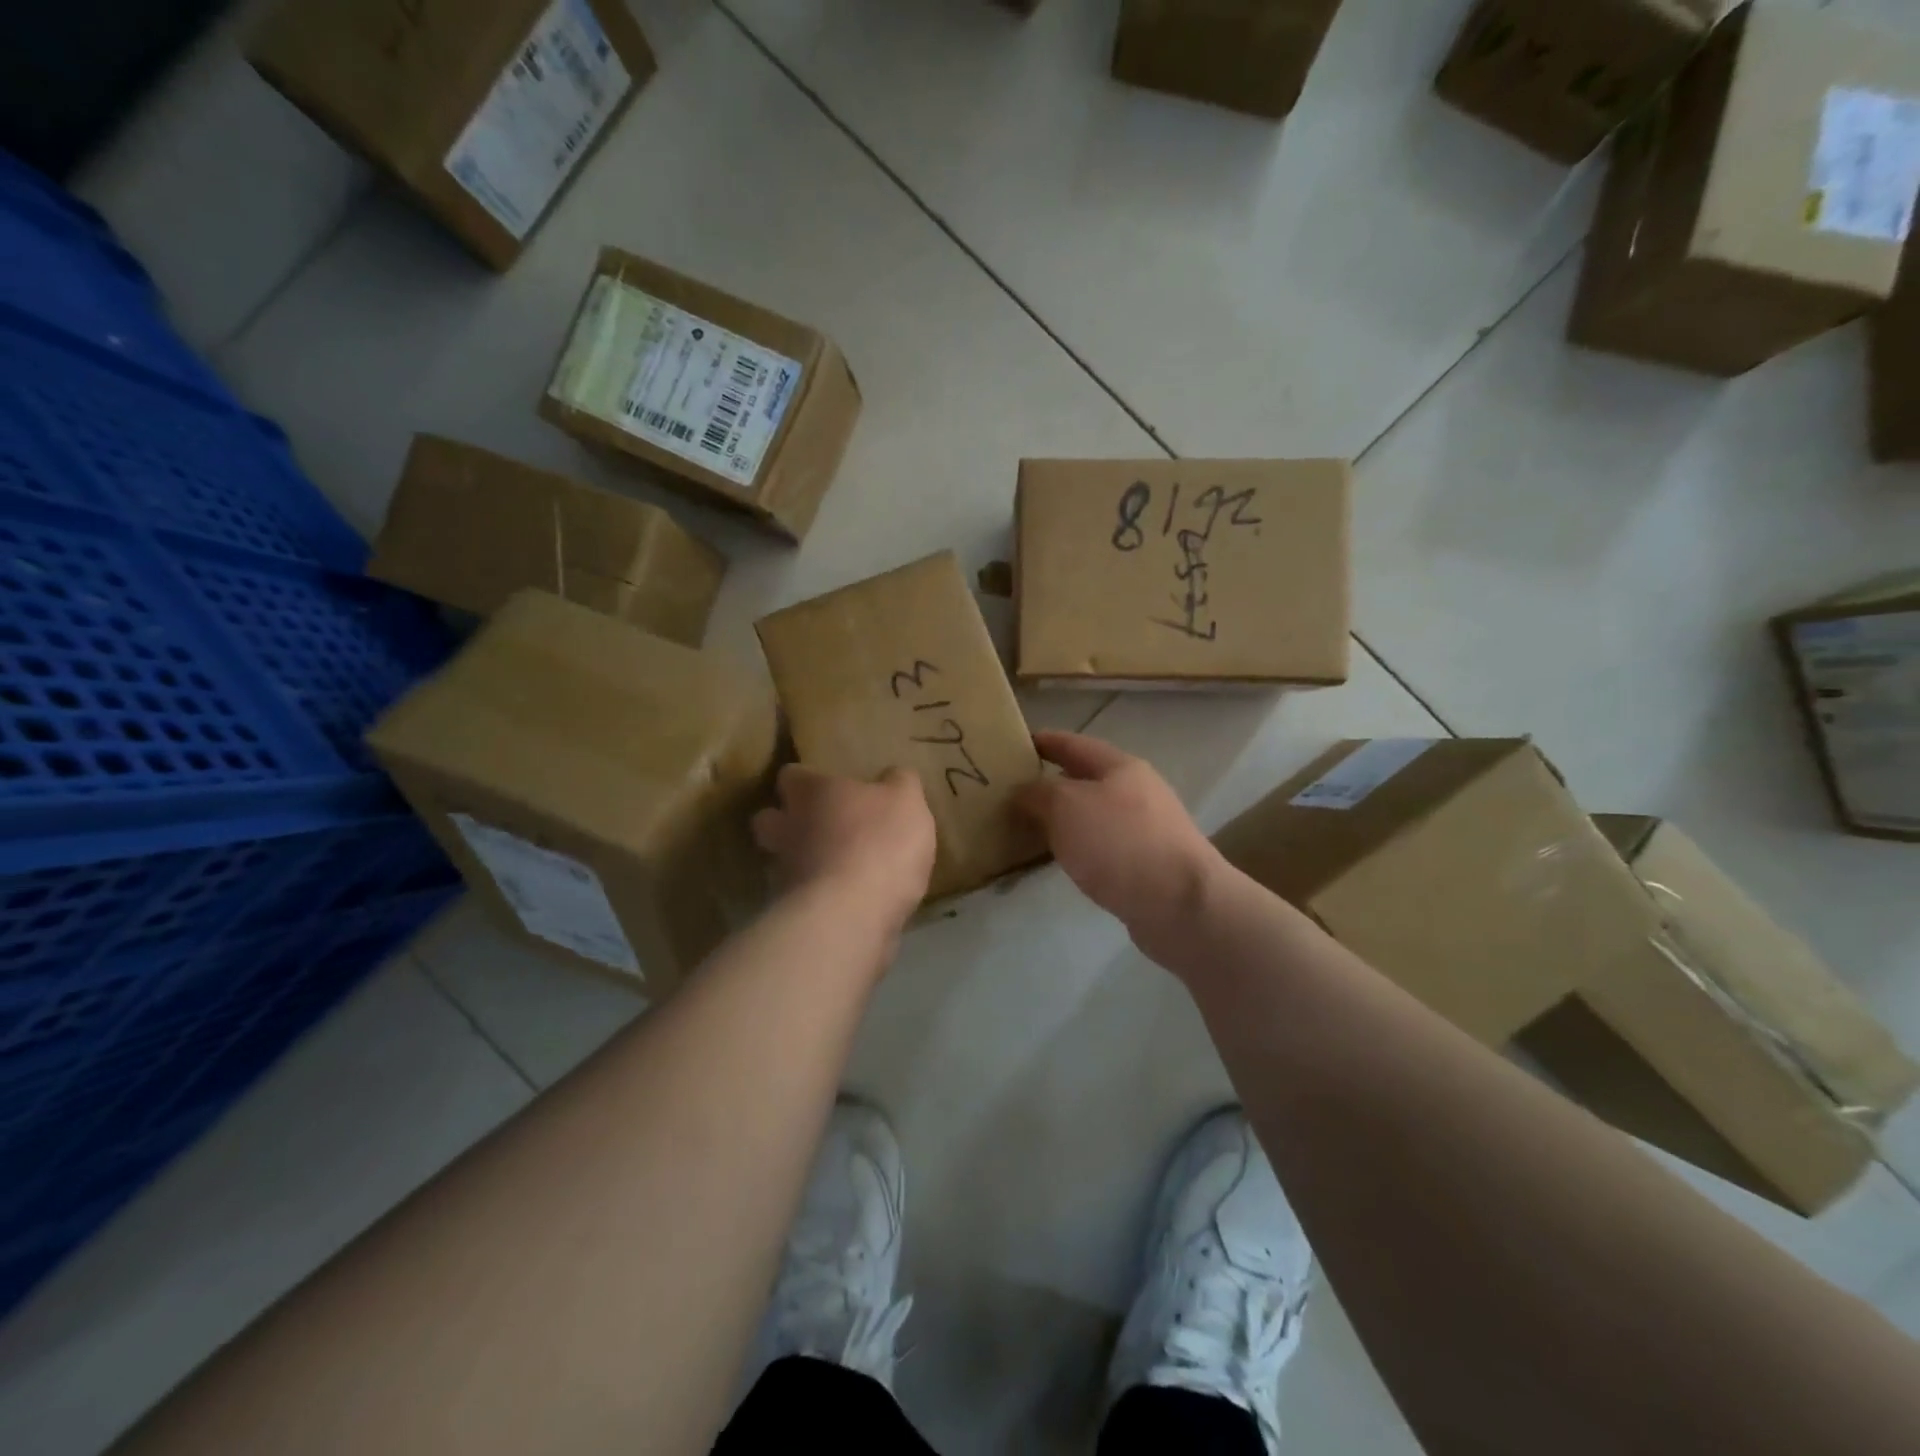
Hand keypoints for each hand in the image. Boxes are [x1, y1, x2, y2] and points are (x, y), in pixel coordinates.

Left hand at [752, 764, 936, 928]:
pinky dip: (817, 896)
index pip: (791, 775)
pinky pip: (799, 897)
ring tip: (836, 868)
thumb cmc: (879, 842)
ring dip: (802, 861)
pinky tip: (845, 901)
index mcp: (812, 792)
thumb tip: (894, 775)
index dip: (806, 780)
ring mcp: (784, 873)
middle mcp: (787, 828)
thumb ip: (899, 783)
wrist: (852, 915)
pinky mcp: (790, 912)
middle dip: (787, 821)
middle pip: (769, 819)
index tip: (823, 785)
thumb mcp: (906, 801)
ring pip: (782, 859)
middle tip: (818, 825)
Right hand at [1015, 732, 1222, 957]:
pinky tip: (1064, 860)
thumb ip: (1038, 792)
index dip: (1044, 741)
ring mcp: (1147, 829)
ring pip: (1095, 814)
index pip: (1074, 743)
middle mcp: (1137, 792)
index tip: (1014, 743)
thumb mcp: (1066, 806)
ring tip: (1030, 827)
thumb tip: (1024, 791)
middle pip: (1086, 779)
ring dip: (1065, 818)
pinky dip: (1080, 846)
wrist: (1181, 905)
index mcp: (1120, 767)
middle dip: (1052, 782)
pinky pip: (1104, 846)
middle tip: (1013, 791)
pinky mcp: (1149, 865)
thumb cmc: (1120, 843)